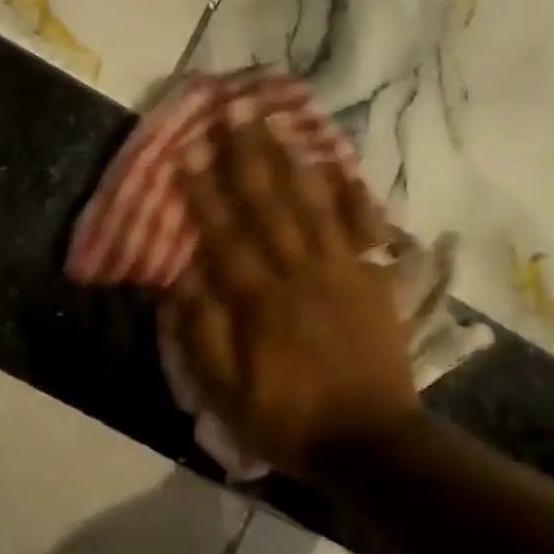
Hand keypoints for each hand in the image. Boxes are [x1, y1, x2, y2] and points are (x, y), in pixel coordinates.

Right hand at [161, 118, 419, 478]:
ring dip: (293, 159)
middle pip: (270, 204)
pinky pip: (363, 228)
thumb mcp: (226, 394)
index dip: (204, 193)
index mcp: (259, 301)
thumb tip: (181, 280)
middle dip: (248, 155)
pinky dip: (352, 194)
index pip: (225, 235)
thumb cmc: (289, 420)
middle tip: (234, 110)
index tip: (188, 153)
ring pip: (314, 204)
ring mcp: (341, 272)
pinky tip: (341, 164)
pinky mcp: (372, 281)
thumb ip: (202, 335)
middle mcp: (299, 274)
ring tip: (277, 121)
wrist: (370, 443)